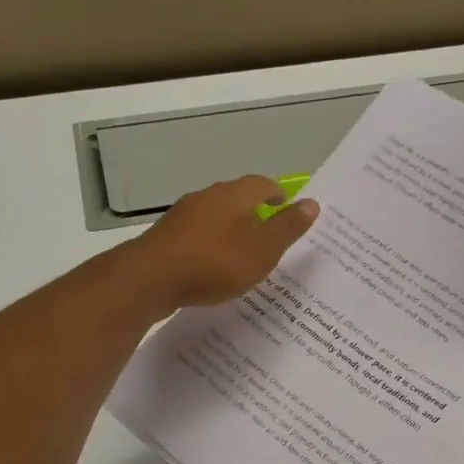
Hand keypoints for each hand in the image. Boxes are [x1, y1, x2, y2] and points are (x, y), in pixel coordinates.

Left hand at [131, 176, 318, 312]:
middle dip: (254, 211)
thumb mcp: (263, 249)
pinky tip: (212, 265)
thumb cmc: (216, 262)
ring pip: (214, 216)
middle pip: (236, 198)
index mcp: (234, 195)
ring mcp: (182, 216)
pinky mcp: (166, 237)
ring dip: (230, 229)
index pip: (262, 184)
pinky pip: (196, 236)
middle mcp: (207, 197)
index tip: (287, 206)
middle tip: (269, 231)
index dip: (278, 194)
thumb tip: (312, 203)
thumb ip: (288, 227)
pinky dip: (210, 245)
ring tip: (242, 251)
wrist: (151, 278)